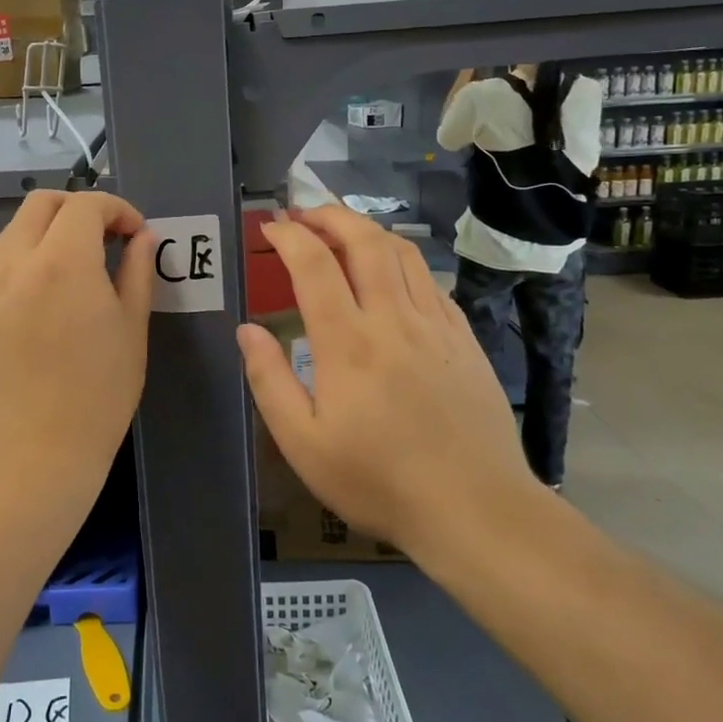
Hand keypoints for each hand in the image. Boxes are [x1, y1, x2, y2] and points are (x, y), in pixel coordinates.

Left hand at [0, 191, 155, 507]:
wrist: (33, 458)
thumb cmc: (98, 396)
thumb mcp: (131, 330)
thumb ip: (137, 271)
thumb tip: (140, 237)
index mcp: (62, 263)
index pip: (86, 205)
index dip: (116, 209)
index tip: (133, 234)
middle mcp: (14, 263)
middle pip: (40, 204)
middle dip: (77, 209)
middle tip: (102, 240)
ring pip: (12, 234)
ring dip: (46, 235)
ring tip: (71, 272)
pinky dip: (22, 266)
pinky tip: (39, 304)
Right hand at [236, 206, 535, 560]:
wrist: (475, 508)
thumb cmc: (378, 481)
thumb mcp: (304, 444)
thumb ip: (269, 381)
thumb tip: (247, 329)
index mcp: (348, 343)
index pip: (315, 265)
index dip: (289, 236)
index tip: (270, 226)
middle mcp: (393, 319)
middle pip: (364, 241)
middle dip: (329, 215)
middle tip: (303, 212)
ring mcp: (436, 324)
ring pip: (402, 253)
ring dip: (367, 229)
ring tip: (342, 229)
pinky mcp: (464, 338)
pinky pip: (429, 281)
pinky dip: (402, 261)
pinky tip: (390, 274)